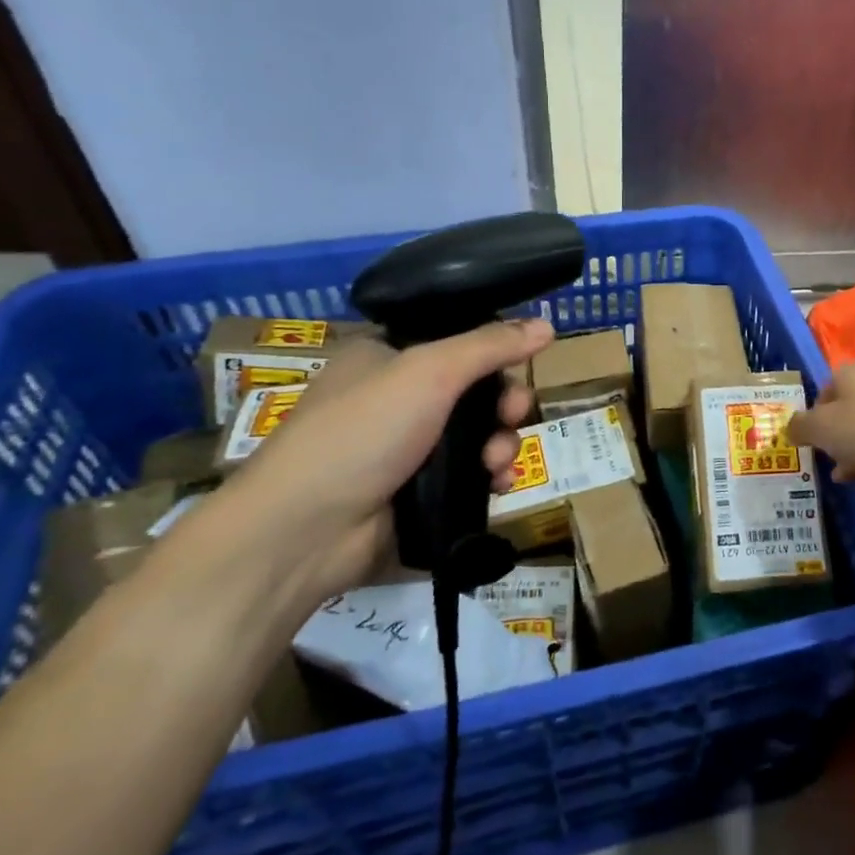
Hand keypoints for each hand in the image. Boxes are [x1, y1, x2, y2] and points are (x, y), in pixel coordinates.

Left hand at [187, 319, 552, 604]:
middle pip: (475, 390)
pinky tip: (500, 486)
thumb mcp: (429, 371)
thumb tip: (547, 324)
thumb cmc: (363, 430)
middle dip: (504, 404)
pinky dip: (491, 477)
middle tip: (514, 414)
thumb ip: (490, 346)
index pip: (454, 341)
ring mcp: (408, 449)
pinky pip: (472, 476)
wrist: (307, 531)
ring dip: (502, 444)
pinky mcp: (420, 493)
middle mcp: (397, 398)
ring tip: (497, 463)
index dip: (492, 351)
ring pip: (479, 436)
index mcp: (387, 357)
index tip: (518, 363)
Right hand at [788, 360, 854, 490]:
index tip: (811, 443)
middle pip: (849, 412)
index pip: (824, 391)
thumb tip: (789, 427)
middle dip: (836, 440)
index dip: (813, 418)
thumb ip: (801, 427)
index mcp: (852, 373)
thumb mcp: (822, 429)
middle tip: (829, 464)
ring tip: (848, 480)